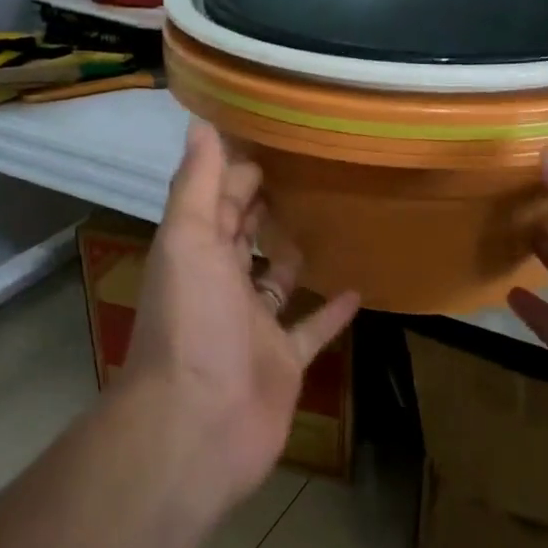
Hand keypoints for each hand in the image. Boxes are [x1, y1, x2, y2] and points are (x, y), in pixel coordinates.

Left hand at [118, 122, 360, 507]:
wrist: (199, 425)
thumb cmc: (192, 324)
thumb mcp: (188, 241)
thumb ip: (195, 185)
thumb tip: (200, 122)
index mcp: (195, 253)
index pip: (215, 201)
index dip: (236, 171)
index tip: (271, 139)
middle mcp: (221, 285)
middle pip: (242, 237)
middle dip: (262, 206)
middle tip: (304, 171)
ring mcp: (253, 326)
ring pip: (275, 281)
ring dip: (292, 255)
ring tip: (328, 220)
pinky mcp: (283, 361)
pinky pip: (310, 329)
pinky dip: (330, 310)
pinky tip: (358, 287)